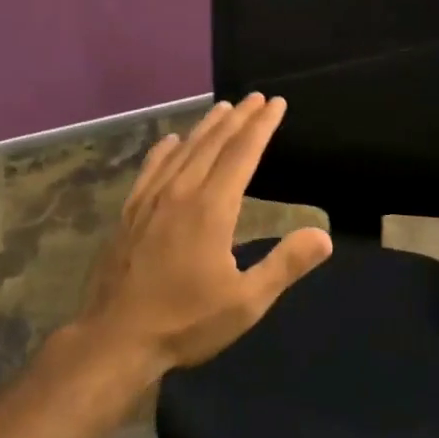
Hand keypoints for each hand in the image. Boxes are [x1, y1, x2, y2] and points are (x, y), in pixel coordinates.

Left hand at [79, 94, 332, 372]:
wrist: (115, 340)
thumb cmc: (186, 322)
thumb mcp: (246, 302)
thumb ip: (285, 265)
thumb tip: (323, 235)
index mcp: (211, 208)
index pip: (242, 154)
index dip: (261, 126)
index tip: (276, 103)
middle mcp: (180, 193)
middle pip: (213, 144)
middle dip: (238, 118)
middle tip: (255, 97)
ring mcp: (149, 202)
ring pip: (182, 151)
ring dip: (205, 127)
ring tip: (222, 108)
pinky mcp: (128, 214)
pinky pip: (150, 170)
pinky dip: (164, 150)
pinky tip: (170, 142)